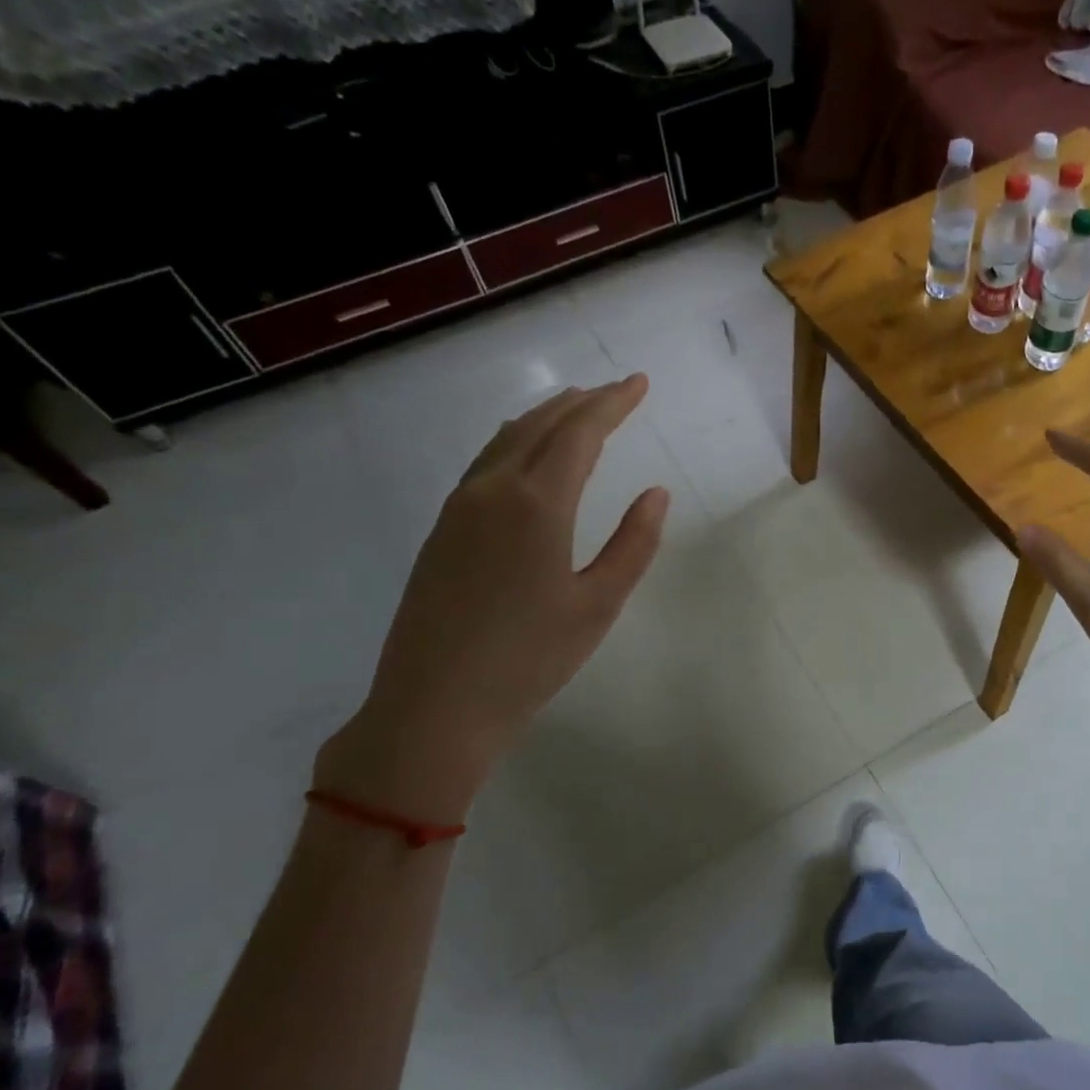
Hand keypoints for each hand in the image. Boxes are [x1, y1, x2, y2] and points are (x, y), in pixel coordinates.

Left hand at [315, 377, 668, 823]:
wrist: (434, 706)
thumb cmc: (530, 659)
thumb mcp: (598, 604)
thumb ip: (634, 543)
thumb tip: (656, 493)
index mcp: (537, 504)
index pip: (580, 432)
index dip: (613, 403)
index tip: (640, 383)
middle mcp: (493, 490)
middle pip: (540, 425)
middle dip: (582, 402)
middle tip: (615, 392)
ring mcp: (459, 508)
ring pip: (506, 439)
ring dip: (545, 417)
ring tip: (575, 411)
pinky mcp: (442, 530)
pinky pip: (485, 463)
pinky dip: (516, 442)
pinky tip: (527, 457)